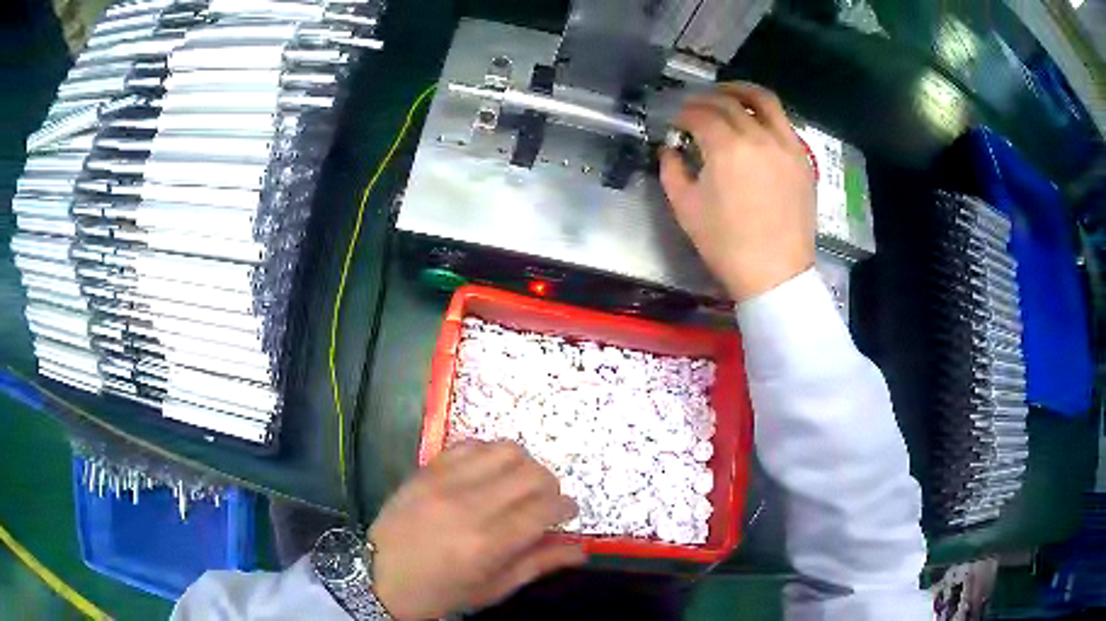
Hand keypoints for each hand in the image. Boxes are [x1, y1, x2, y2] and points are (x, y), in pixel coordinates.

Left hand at [368, 441, 584, 619]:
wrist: (376, 576)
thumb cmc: (439, 592)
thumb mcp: (492, 589)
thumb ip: (539, 565)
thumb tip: (581, 549)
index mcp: (487, 542)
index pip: (545, 508)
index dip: (566, 507)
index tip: (568, 513)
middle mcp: (469, 504)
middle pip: (532, 473)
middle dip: (550, 486)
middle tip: (545, 503)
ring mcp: (444, 481)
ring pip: (506, 449)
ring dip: (524, 465)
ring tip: (518, 486)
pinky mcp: (426, 469)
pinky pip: (471, 444)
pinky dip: (490, 454)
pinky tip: (488, 474)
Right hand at [661, 82, 816, 301]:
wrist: (775, 274)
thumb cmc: (726, 245)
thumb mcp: (685, 208)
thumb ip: (671, 170)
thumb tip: (670, 149)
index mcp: (727, 148)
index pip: (700, 115)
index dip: (682, 114)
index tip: (674, 122)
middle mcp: (759, 136)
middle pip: (728, 102)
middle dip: (705, 99)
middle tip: (692, 107)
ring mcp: (786, 145)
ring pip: (764, 101)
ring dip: (740, 90)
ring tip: (727, 93)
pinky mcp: (802, 158)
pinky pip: (784, 122)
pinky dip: (765, 113)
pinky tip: (755, 122)